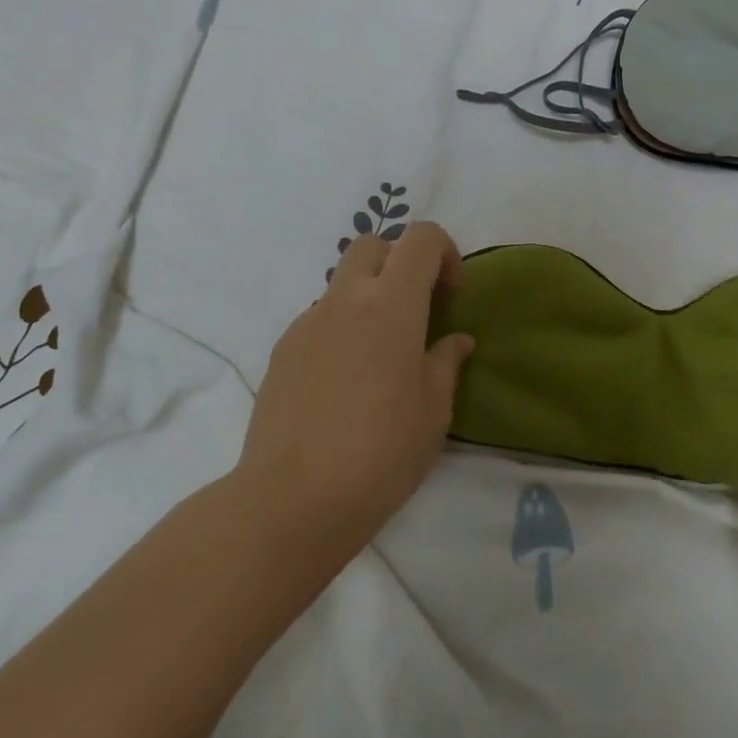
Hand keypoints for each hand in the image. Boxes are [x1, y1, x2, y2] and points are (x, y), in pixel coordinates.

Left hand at [231, 221, 475, 570]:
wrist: (293, 499)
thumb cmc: (381, 452)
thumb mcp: (434, 410)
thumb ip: (446, 362)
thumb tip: (455, 341)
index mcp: (391, 304)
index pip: (421, 238)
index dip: (444, 254)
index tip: (449, 297)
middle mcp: (345, 300)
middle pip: (373, 245)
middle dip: (400, 262)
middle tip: (415, 310)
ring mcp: (307, 323)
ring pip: (342, 284)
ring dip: (367, 298)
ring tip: (379, 356)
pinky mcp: (282, 351)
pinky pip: (319, 320)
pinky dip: (340, 330)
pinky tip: (344, 383)